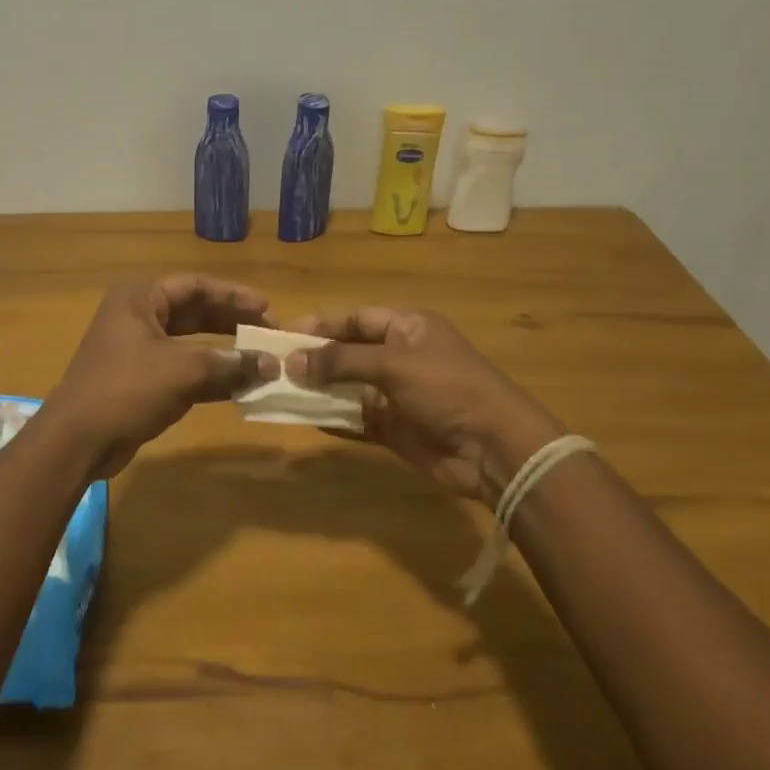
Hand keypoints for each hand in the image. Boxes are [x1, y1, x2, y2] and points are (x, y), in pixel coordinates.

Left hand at [51, 274, 279, 475]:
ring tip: (260, 360)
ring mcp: (137, 350)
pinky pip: (183, 369)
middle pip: (194, 311)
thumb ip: (229, 363)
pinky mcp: (140, 380)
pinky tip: (240, 386)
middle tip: (267, 333)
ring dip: (224, 352)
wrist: (78, 440)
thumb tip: (271, 364)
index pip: (195, 285)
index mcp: (140, 298)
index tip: (266, 308)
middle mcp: (137, 316)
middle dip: (231, 322)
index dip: (233, 295)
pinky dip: (210, 376)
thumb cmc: (127, 389)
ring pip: (190, 343)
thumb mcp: (183, 371)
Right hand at [285, 307, 563, 503]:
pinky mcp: (394, 428)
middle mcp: (400, 357)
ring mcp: (397, 394)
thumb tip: (293, 361)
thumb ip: (341, 361)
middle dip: (315, 358)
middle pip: (348, 352)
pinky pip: (355, 419)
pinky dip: (333, 418)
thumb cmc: (447, 389)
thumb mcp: (393, 365)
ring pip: (348, 387)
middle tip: (275, 365)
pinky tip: (306, 418)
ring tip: (281, 391)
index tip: (284, 334)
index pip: (356, 319)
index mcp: (408, 328)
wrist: (494, 449)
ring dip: (319, 389)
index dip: (321, 325)